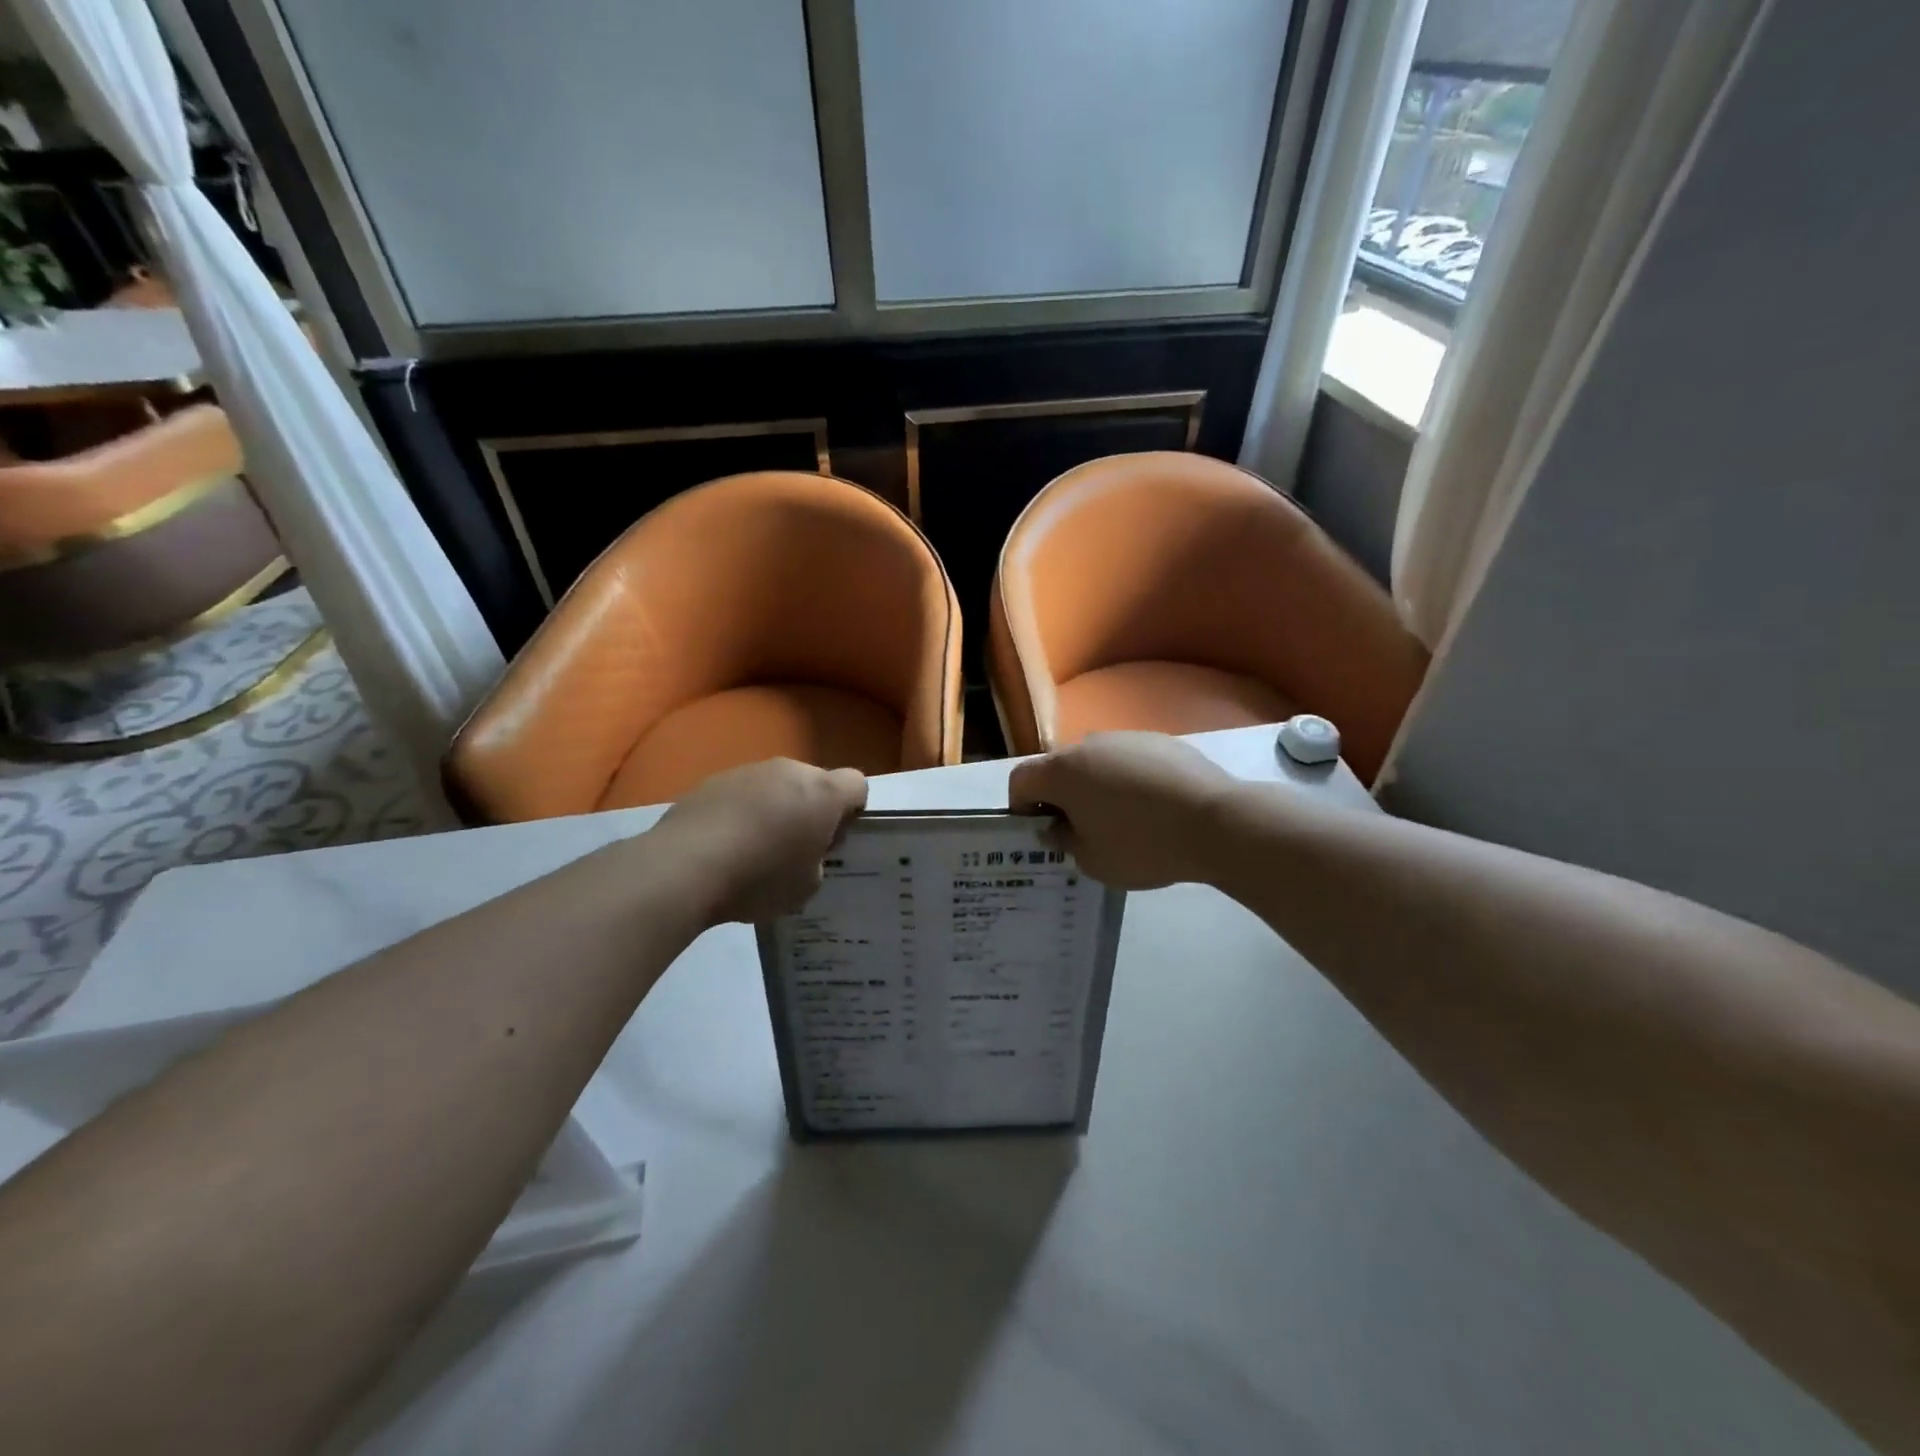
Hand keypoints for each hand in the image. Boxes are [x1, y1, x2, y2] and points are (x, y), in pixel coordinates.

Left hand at [651, 759, 867, 922]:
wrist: (684, 867)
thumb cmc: (759, 878)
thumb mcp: (806, 887)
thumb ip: (818, 862)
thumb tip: (806, 852)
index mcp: (823, 793)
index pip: (857, 784)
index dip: (852, 811)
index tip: (833, 840)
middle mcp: (789, 770)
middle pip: (814, 782)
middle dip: (810, 809)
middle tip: (795, 849)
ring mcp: (748, 771)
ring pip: (775, 786)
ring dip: (774, 809)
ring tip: (752, 850)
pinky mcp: (712, 780)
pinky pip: (741, 794)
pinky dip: (740, 813)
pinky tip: (723, 846)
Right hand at [1008, 732, 1235, 889]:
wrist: (1217, 822)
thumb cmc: (1143, 845)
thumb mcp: (1092, 860)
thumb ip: (1064, 841)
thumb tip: (1059, 826)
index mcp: (1063, 771)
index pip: (1020, 780)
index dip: (1021, 806)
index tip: (1040, 831)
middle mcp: (1089, 744)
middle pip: (1059, 768)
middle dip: (1060, 797)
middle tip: (1079, 830)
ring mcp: (1126, 738)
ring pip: (1096, 762)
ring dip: (1095, 786)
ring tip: (1121, 820)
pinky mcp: (1161, 741)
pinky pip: (1130, 761)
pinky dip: (1129, 780)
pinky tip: (1153, 808)